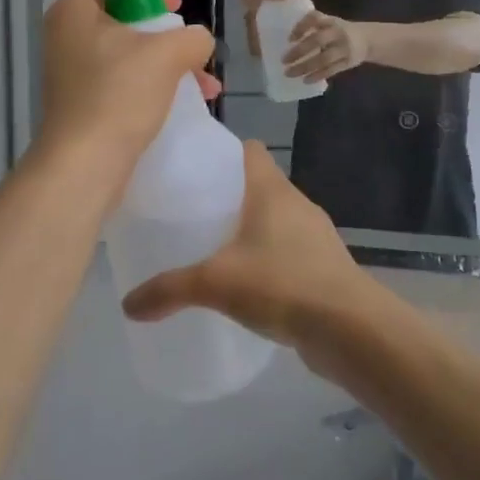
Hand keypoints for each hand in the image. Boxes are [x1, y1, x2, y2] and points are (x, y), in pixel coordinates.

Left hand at [38, 0, 218, 183]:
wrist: (85, 164)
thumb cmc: (119, 94)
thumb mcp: (167, 55)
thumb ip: (191, 36)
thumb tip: (196, 41)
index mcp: (74, 10)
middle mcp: (67, 35)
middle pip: (116, 9)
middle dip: (159, 20)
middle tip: (183, 28)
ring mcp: (73, 70)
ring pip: (125, 48)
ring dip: (166, 56)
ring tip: (203, 77)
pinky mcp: (83, 100)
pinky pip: (122, 77)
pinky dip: (154, 81)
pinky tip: (192, 99)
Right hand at [121, 142, 379, 350]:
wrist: (351, 329)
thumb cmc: (282, 284)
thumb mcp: (216, 284)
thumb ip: (169, 290)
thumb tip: (127, 304)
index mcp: (271, 190)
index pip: (249, 150)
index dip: (223, 151)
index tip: (194, 167)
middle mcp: (296, 204)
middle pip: (259, 185)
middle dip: (228, 195)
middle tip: (192, 214)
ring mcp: (314, 235)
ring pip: (275, 220)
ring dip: (250, 230)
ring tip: (214, 250)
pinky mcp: (323, 266)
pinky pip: (288, 251)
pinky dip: (268, 259)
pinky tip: (247, 285)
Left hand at [284, 11, 369, 82]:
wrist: (368, 40)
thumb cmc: (340, 31)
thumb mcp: (329, 23)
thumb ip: (313, 27)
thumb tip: (288, 40)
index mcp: (330, 21)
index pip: (314, 18)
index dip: (301, 26)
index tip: (289, 38)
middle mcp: (337, 33)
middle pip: (317, 41)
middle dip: (299, 51)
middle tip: (284, 60)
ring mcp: (344, 48)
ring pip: (323, 59)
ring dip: (305, 67)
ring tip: (289, 73)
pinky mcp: (348, 62)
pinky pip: (331, 70)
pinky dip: (317, 76)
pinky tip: (305, 80)